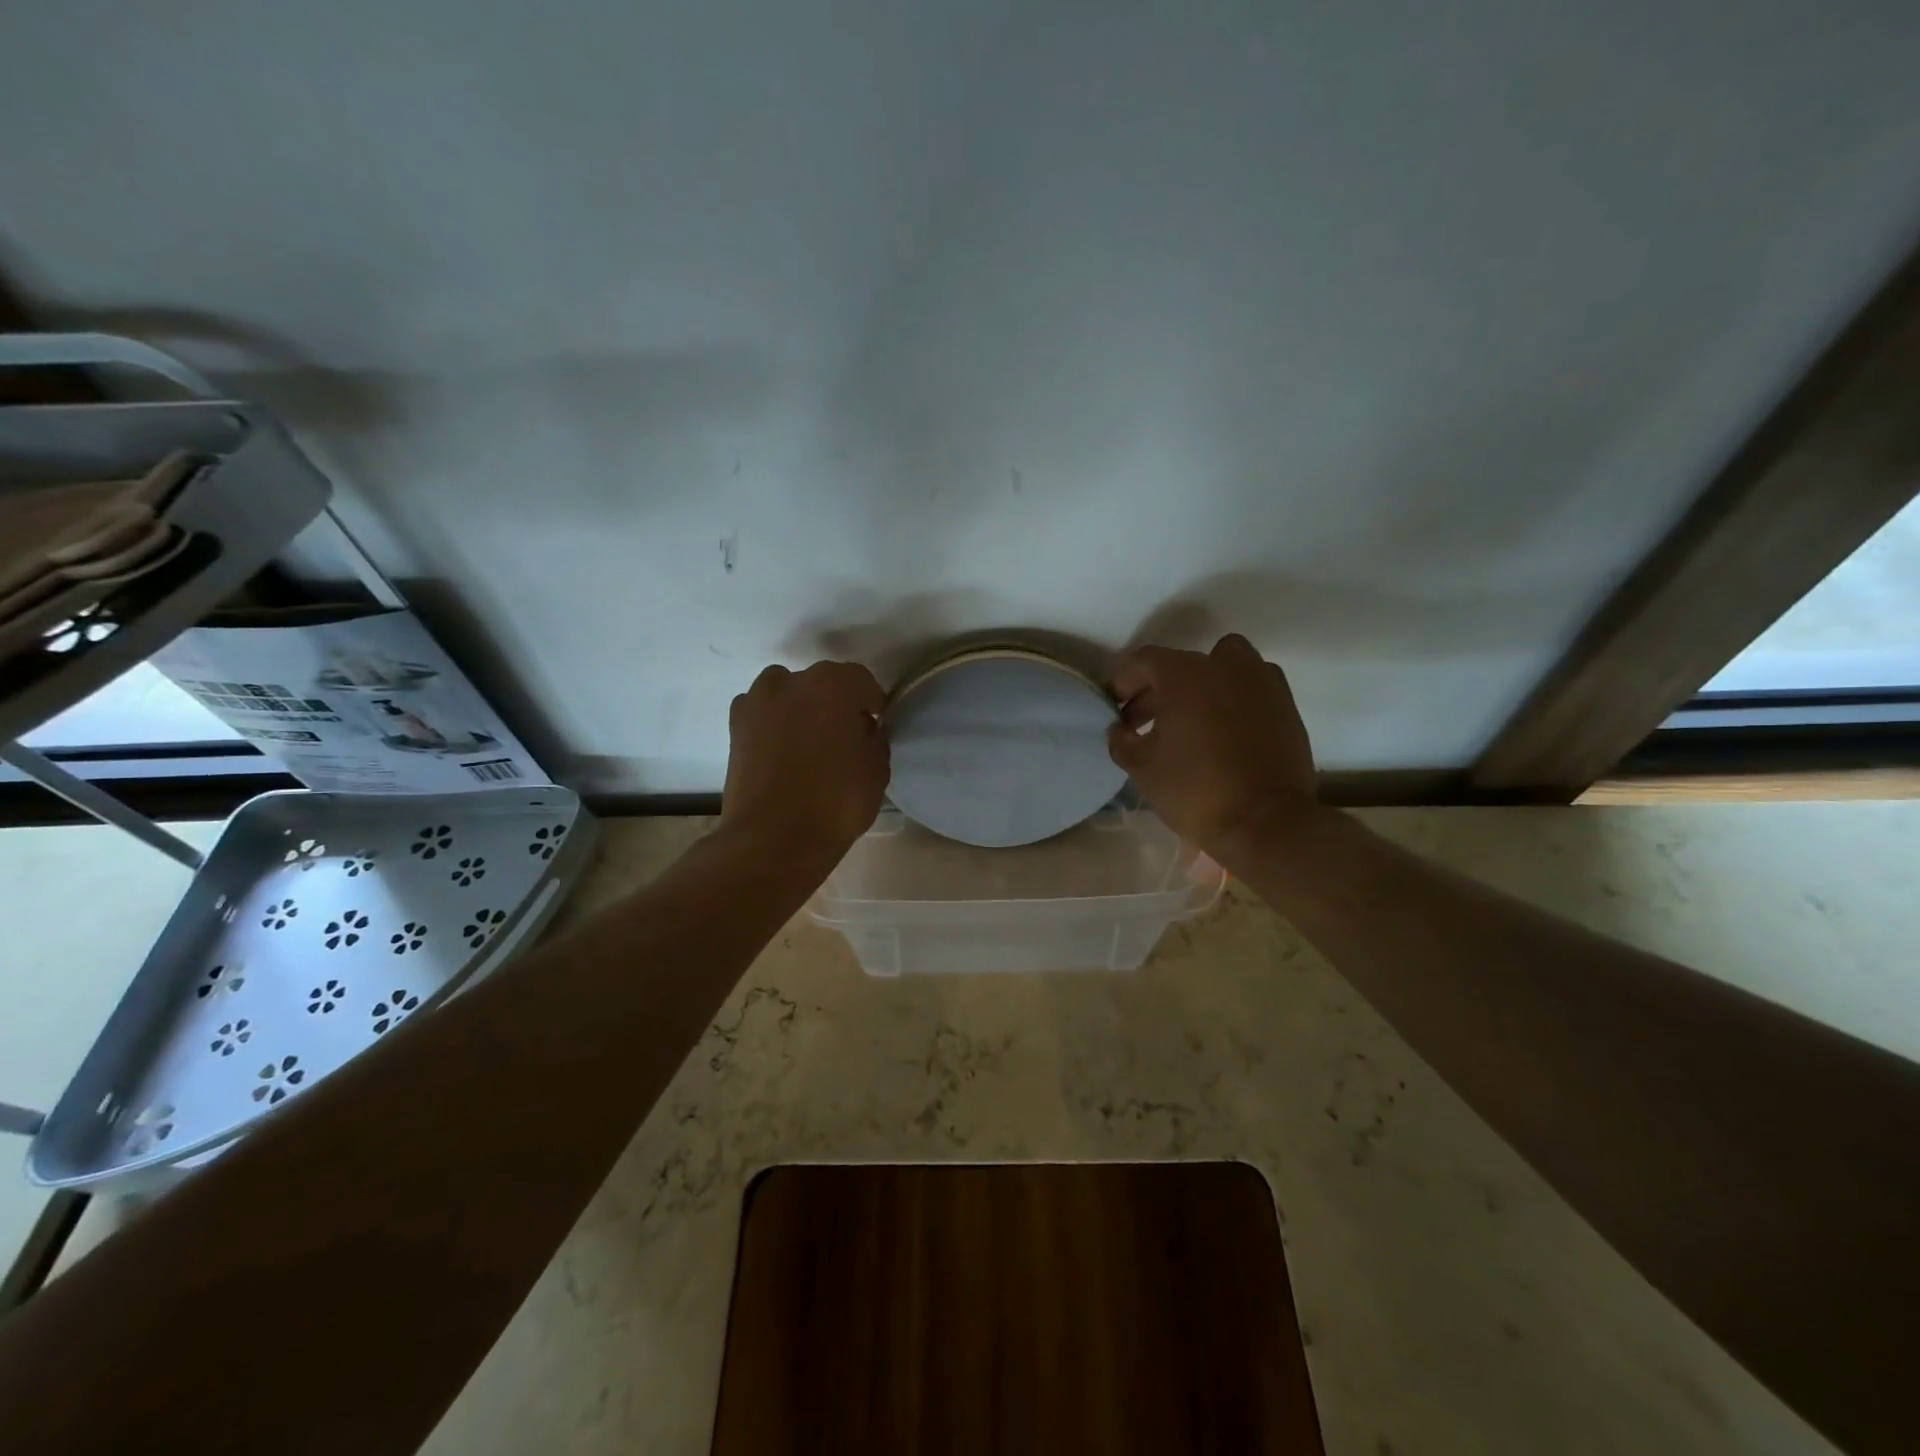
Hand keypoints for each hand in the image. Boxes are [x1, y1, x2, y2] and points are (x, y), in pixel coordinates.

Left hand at [722, 661, 888, 861]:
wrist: (772, 839)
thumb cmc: (836, 802)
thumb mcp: (877, 770)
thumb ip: (874, 738)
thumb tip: (863, 730)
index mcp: (833, 683)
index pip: (862, 682)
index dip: (872, 704)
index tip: (876, 725)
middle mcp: (791, 680)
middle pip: (822, 684)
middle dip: (835, 704)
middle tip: (844, 736)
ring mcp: (757, 701)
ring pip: (789, 695)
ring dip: (802, 710)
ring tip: (810, 744)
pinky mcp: (735, 726)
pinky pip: (764, 715)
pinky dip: (775, 726)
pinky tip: (784, 753)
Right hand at [1106, 634, 1318, 852]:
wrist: (1267, 822)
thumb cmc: (1196, 790)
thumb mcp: (1142, 768)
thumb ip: (1122, 741)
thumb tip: (1120, 729)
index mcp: (1186, 674)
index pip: (1144, 661)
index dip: (1123, 681)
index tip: (1113, 706)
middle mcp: (1226, 666)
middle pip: (1182, 665)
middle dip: (1157, 689)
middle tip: (1141, 721)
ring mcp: (1262, 682)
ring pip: (1223, 668)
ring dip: (1200, 686)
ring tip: (1187, 721)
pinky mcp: (1286, 705)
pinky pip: (1250, 689)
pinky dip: (1232, 699)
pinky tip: (1220, 732)